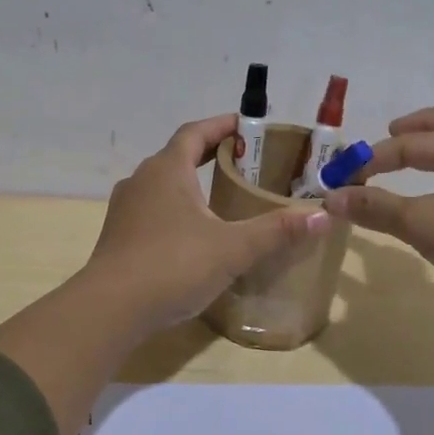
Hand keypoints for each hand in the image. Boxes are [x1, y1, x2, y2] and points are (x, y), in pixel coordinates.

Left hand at [84, 113, 330, 333]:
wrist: (110, 309)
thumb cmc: (173, 265)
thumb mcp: (232, 248)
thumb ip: (276, 231)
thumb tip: (323, 216)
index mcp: (166, 170)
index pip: (194, 133)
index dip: (220, 126)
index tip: (244, 125)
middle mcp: (141, 181)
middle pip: (176, 156)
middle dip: (207, 155)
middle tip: (241, 163)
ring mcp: (124, 209)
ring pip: (161, 185)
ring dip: (188, 184)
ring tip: (219, 198)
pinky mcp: (117, 236)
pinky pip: (151, 211)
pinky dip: (174, 211)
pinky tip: (191, 236)